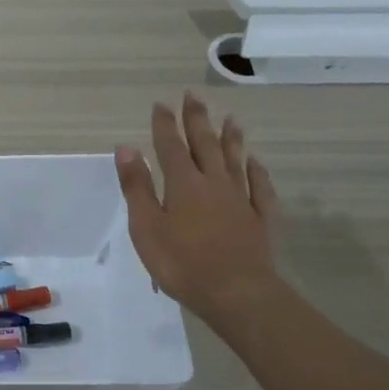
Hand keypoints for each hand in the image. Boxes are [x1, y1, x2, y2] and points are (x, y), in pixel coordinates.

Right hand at [116, 94, 281, 331]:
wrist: (238, 294)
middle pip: (205, 145)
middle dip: (197, 120)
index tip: (161, 103)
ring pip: (235, 161)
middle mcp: (214, 183)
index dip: (165, 124)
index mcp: (183, 184)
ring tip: (230, 119)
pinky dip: (257, 172)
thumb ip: (137, 186)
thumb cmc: (182, 263)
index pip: (171, 146)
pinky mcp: (261, 219)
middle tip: (194, 96)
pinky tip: (256, 163)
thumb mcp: (147, 227)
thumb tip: (127, 147)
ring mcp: (241, 200)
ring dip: (231, 139)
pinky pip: (260, 188)